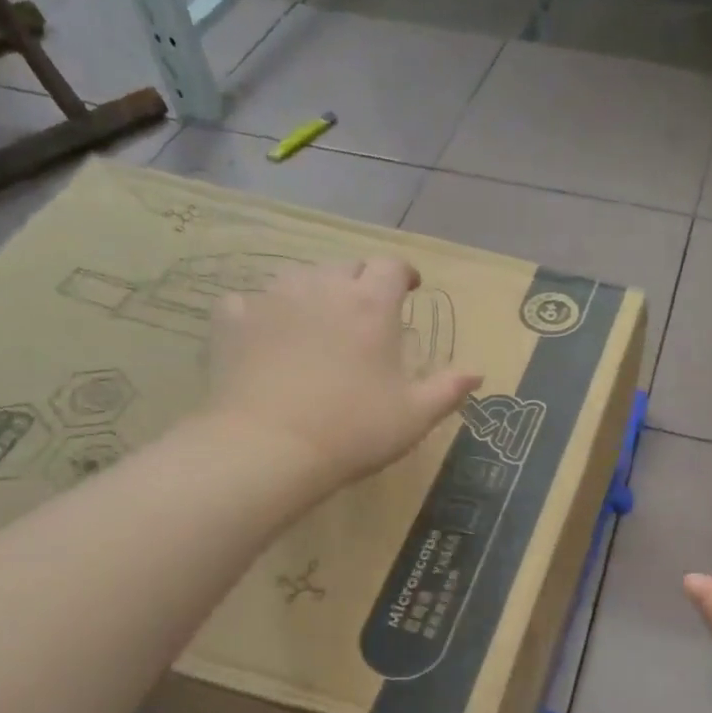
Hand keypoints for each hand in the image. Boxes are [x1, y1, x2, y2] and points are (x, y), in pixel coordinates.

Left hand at [204, 257, 480, 492]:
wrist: (269, 447)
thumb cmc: (354, 430)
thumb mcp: (415, 416)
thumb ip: (448, 389)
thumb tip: (477, 373)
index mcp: (372, 305)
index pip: (392, 266)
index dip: (403, 273)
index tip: (409, 288)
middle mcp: (323, 287)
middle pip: (346, 265)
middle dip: (361, 281)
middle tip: (367, 311)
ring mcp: (274, 298)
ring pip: (300, 277)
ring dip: (316, 291)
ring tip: (319, 321)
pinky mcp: (234, 318)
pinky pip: (251, 301)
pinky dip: (264, 312)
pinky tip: (267, 335)